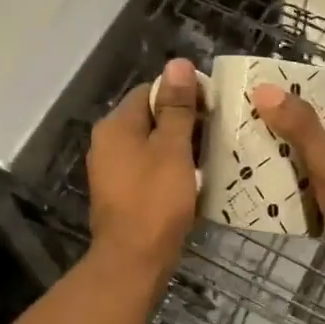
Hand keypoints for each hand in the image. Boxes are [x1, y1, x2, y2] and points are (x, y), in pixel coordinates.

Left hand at [86, 58, 201, 280]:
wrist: (134, 259)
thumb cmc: (156, 200)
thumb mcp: (172, 149)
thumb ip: (176, 106)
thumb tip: (178, 63)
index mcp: (116, 126)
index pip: (150, 91)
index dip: (182, 93)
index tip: (212, 106)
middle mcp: (107, 143)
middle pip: (149, 117)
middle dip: (183, 121)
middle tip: (217, 131)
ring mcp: (112, 170)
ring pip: (151, 145)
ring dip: (179, 146)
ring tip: (211, 154)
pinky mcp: (122, 193)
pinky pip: (148, 168)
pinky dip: (170, 168)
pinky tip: (193, 178)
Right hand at [250, 84, 324, 296]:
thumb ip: (301, 127)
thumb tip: (267, 90)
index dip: (306, 83)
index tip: (271, 83)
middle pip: (320, 120)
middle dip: (287, 117)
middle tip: (250, 114)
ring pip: (314, 150)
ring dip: (287, 148)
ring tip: (250, 144)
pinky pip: (312, 178)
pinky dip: (292, 176)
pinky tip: (267, 181)